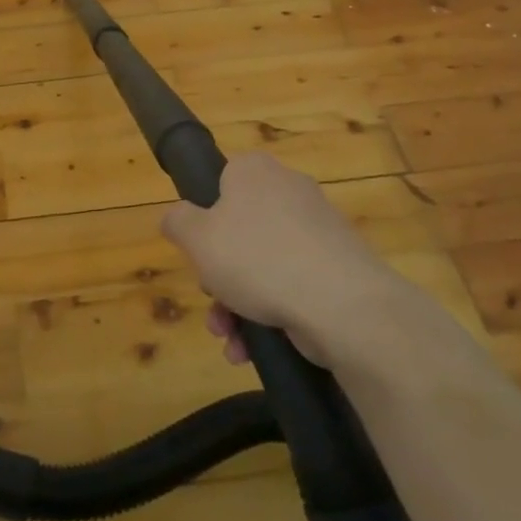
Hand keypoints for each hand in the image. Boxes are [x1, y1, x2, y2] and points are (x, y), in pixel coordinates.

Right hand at [161, 152, 399, 365]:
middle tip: (212, 301)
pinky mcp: (339, 267)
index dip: (204, 218)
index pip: (220, 182)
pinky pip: (293, 284)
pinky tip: (254, 350)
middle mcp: (288, 190)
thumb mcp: (197, 238)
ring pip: (264, 263)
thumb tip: (176, 217)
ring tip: (230, 342)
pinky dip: (271, 313)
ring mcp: (318, 230)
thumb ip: (177, 221)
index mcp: (254, 170)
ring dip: (239, 304)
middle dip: (219, 275)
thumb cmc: (258, 258)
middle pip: (240, 230)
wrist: (344, 305)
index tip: (199, 252)